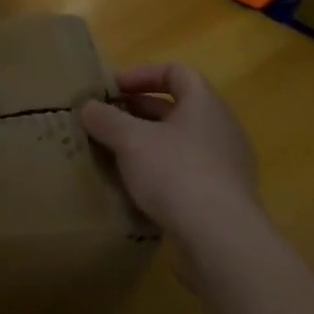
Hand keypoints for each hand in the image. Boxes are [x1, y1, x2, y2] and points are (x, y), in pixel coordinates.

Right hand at [80, 63, 261, 241]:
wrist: (222, 241)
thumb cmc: (176, 172)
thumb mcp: (130, 140)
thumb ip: (106, 119)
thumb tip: (88, 107)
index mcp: (205, 104)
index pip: (176, 72)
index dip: (142, 74)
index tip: (113, 89)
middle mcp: (221, 129)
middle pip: (176, 108)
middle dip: (138, 111)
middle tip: (106, 121)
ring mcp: (226, 166)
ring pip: (179, 143)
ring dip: (147, 144)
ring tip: (114, 154)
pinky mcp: (223, 200)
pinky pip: (186, 174)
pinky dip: (160, 173)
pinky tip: (135, 188)